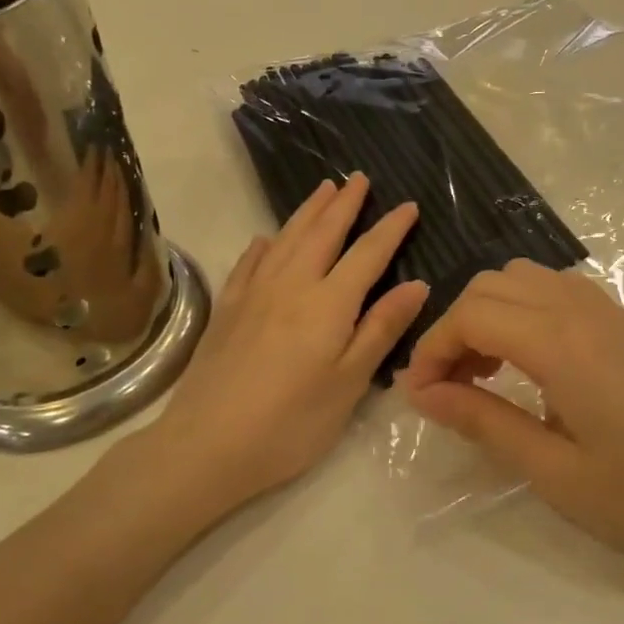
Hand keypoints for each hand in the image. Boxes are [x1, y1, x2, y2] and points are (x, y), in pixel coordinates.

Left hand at [142, 174, 427, 511]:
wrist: (207, 445)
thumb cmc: (292, 423)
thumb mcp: (349, 383)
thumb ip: (381, 329)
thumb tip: (417, 285)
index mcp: (328, 303)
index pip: (367, 254)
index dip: (390, 229)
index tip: (408, 206)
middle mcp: (291, 285)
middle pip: (323, 233)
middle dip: (345, 204)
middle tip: (359, 178)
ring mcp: (253, 294)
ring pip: (286, 239)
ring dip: (307, 211)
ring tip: (323, 189)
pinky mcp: (227, 310)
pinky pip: (249, 263)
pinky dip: (264, 245)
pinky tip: (266, 240)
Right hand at [403, 260, 623, 569]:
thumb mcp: (553, 470)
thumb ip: (483, 421)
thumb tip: (424, 393)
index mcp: (560, 343)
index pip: (471, 316)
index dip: (433, 350)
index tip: (420, 397)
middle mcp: (579, 309)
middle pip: (490, 286)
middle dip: (456, 329)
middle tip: (451, 389)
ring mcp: (606, 310)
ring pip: (522, 279)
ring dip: (490, 315)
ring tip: (486, 375)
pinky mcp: (622, 323)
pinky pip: (554, 291)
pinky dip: (523, 312)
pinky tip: (530, 366)